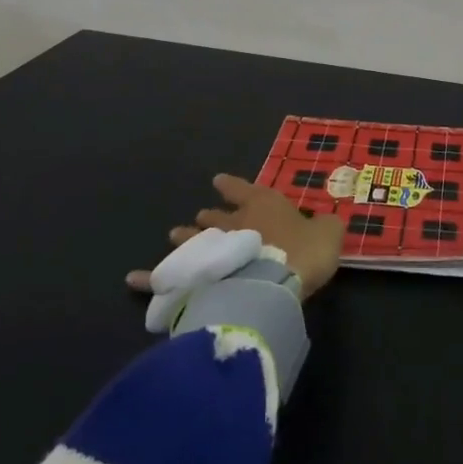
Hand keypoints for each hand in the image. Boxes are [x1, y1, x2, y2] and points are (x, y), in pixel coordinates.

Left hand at [128, 173, 344, 300]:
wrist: (273, 283)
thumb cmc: (303, 252)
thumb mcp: (329, 234)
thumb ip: (326, 226)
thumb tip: (326, 223)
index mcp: (263, 206)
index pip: (245, 189)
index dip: (234, 185)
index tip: (219, 180)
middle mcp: (232, 223)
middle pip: (215, 217)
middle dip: (209, 216)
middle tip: (200, 216)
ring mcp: (210, 251)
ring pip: (193, 240)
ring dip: (186, 237)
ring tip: (175, 234)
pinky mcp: (194, 278)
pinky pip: (166, 277)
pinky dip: (150, 277)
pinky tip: (134, 279)